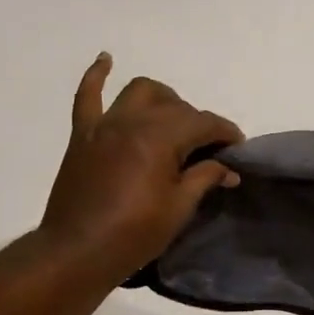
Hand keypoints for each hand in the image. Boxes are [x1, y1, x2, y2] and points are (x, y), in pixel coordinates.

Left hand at [38, 54, 243, 282]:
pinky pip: (87, 96)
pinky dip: (97, 75)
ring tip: (171, 118)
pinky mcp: (83, 135)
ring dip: (162, 98)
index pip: (203, 123)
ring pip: (140, 91)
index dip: (226, 132)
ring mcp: (105, 125)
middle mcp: (133, 121)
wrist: (75, 254)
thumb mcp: (178, 209)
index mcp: (160, 138)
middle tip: (207, 150)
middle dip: (197, 123)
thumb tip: (227, 167)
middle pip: (175, 107)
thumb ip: (204, 178)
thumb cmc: (133, 235)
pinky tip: (106, 60)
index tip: (238, 147)